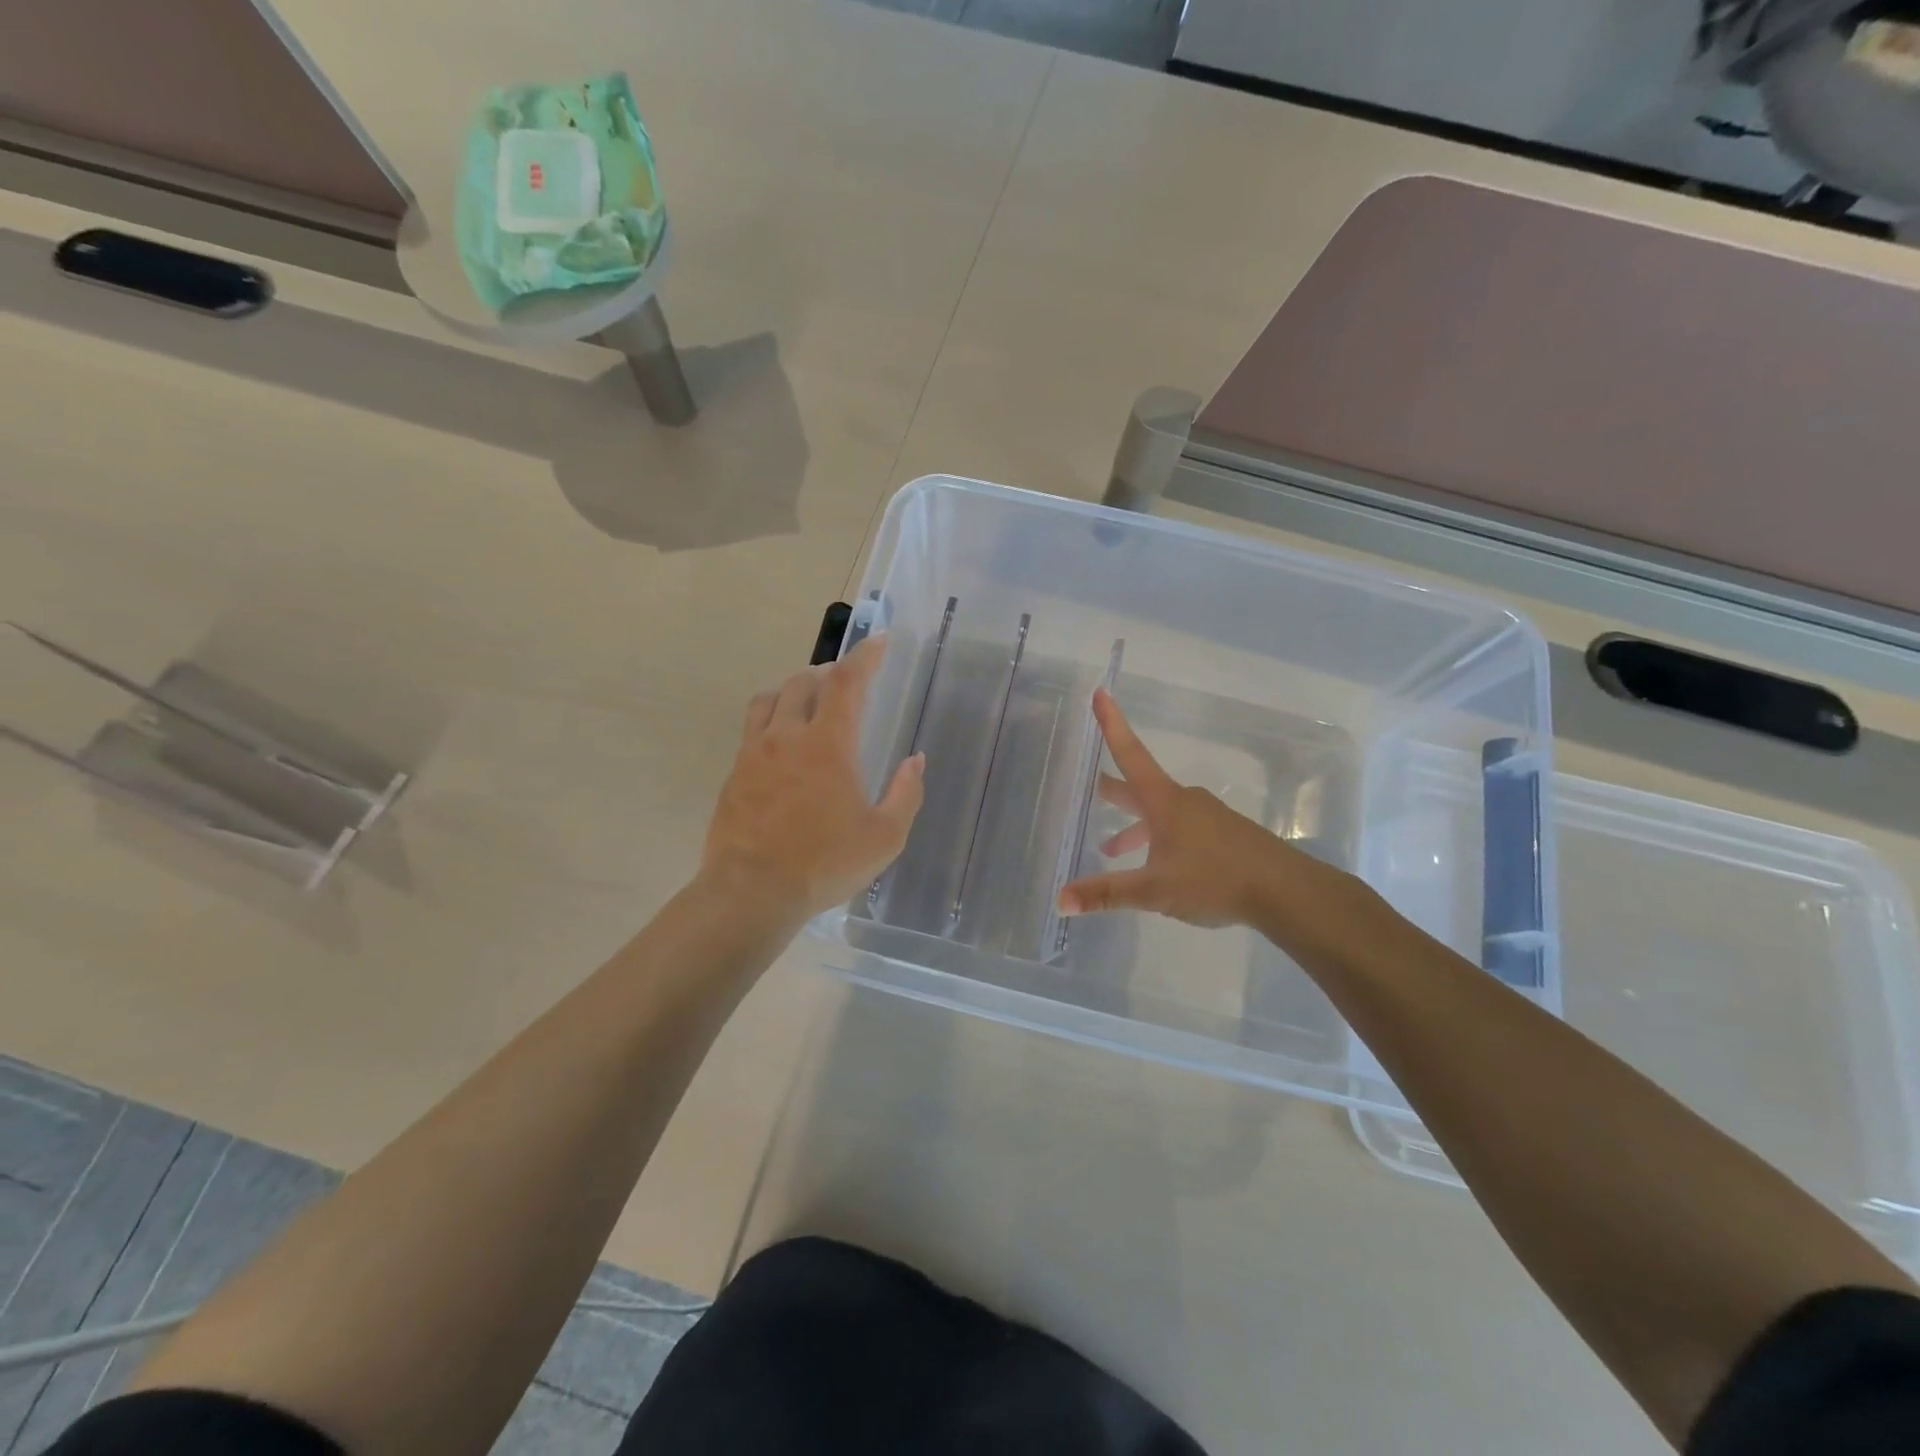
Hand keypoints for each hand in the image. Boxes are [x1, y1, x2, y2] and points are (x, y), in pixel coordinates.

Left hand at [699, 636, 924, 921]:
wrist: (751, 892)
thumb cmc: (824, 864)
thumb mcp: (884, 837)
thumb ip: (906, 794)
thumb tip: (915, 761)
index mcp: (828, 745)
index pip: (846, 683)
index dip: (865, 656)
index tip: (879, 640)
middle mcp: (787, 737)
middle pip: (803, 683)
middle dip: (827, 674)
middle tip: (843, 683)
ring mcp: (754, 754)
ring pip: (769, 700)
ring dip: (792, 691)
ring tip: (807, 704)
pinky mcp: (733, 774)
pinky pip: (751, 729)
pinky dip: (770, 720)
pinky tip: (780, 746)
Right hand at [1058, 690, 1324, 928]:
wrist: (1285, 891)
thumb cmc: (1214, 879)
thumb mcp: (1154, 890)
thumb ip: (1107, 894)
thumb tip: (1060, 900)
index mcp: (1164, 802)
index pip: (1130, 754)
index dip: (1111, 724)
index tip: (1101, 692)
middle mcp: (1184, 801)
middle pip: (1140, 787)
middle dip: (1114, 789)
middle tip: (1091, 786)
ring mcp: (1207, 817)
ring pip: (1161, 814)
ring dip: (1135, 826)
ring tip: (1112, 849)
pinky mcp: (1224, 837)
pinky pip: (1181, 830)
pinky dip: (1159, 840)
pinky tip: (1159, 868)